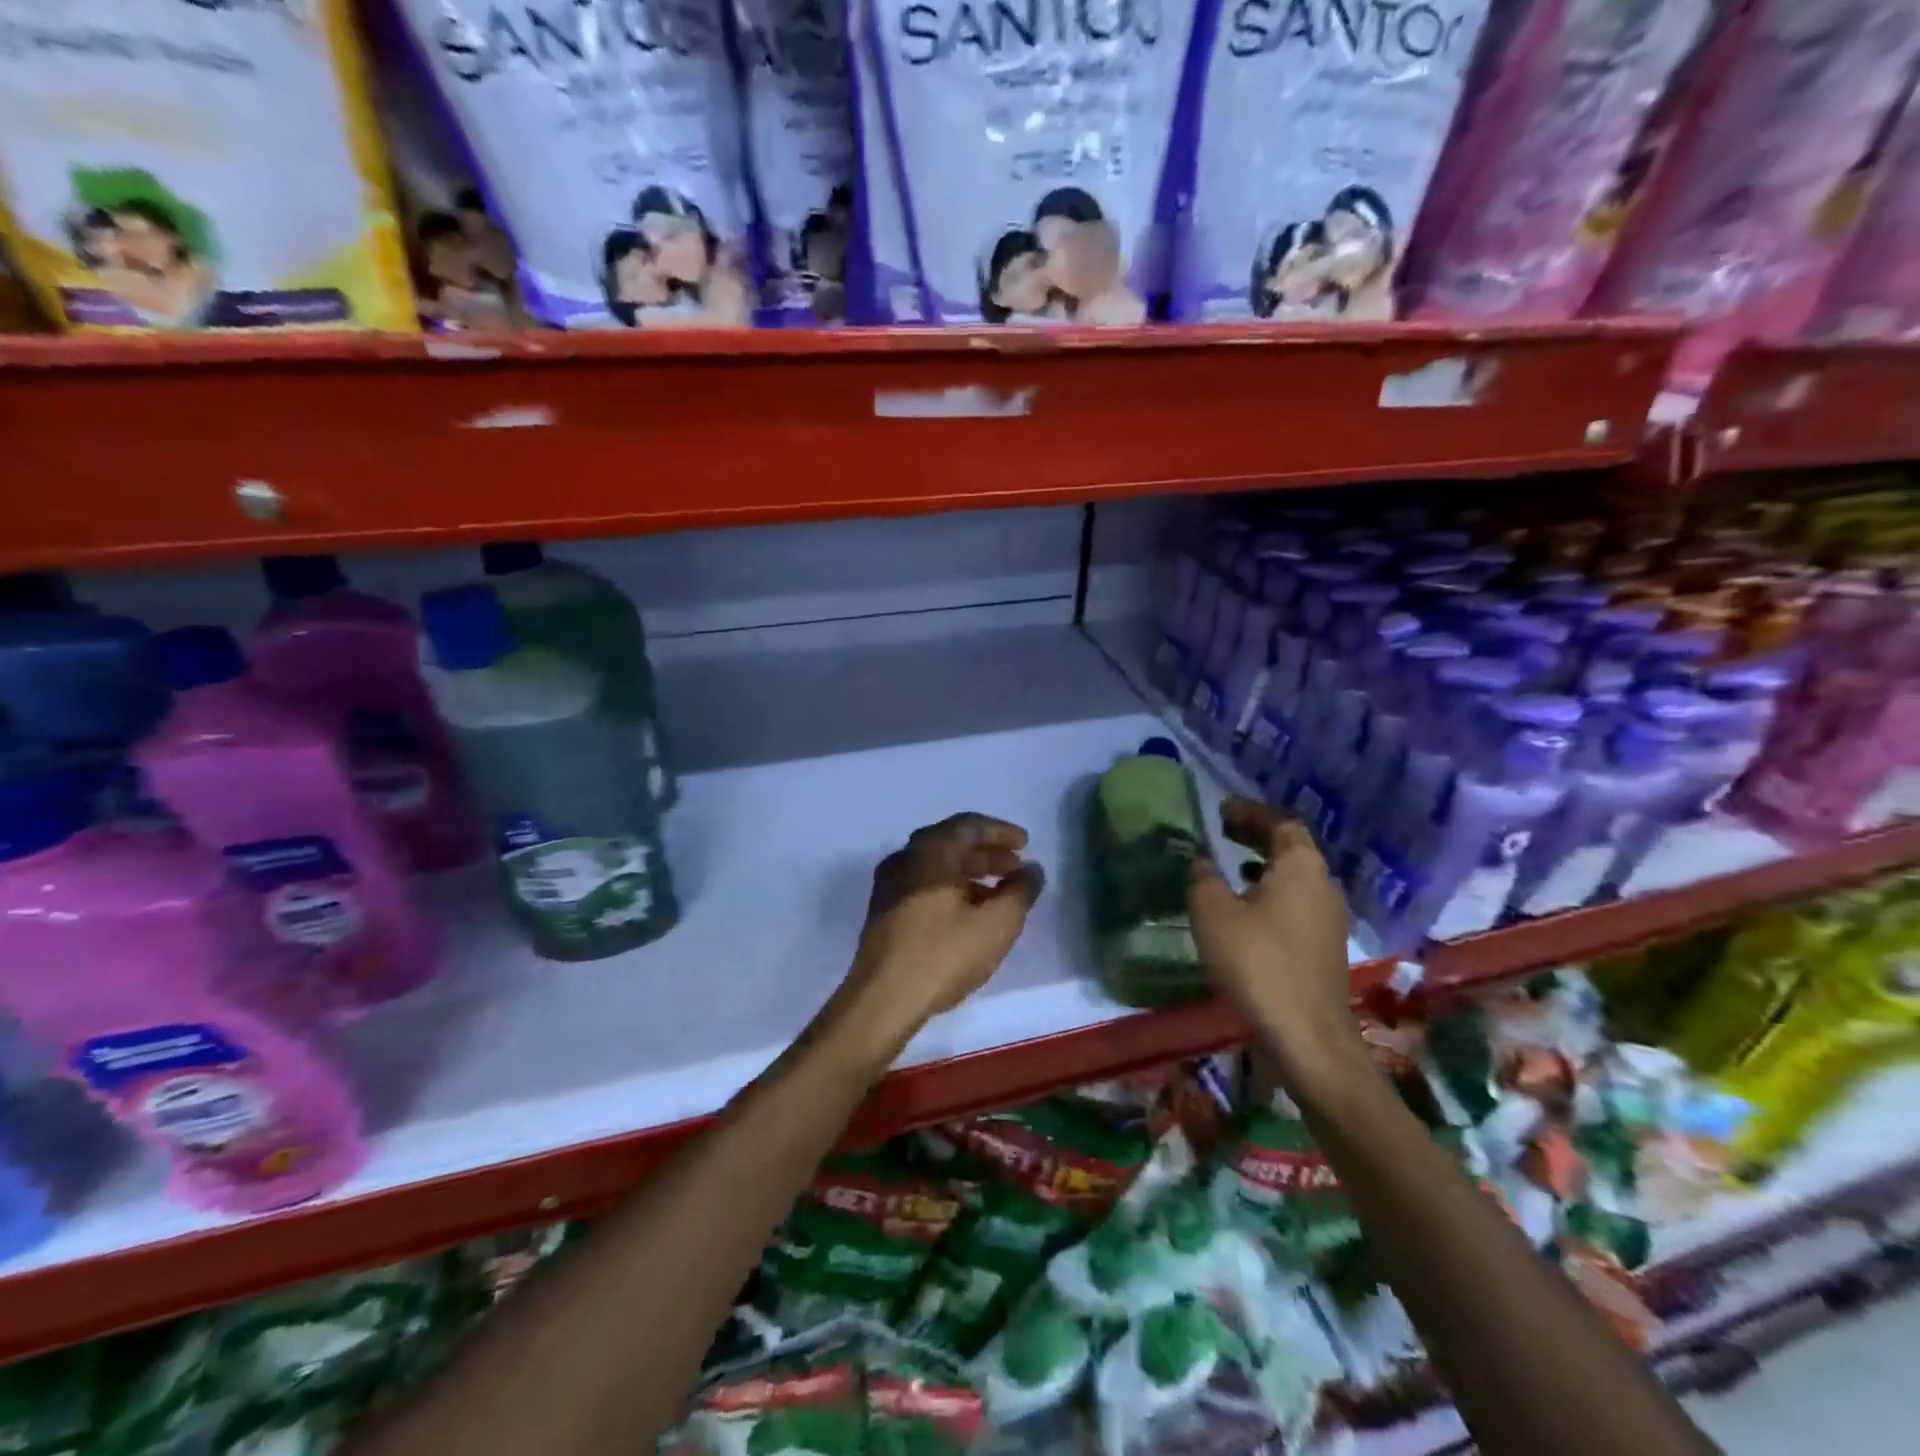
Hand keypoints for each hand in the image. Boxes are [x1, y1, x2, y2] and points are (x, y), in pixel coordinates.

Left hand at [822, 813, 1044, 1073]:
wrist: (882, 999)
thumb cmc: (943, 954)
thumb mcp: (997, 924)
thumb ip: (1020, 892)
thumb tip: (1032, 870)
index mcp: (930, 850)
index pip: (969, 825)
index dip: (1001, 832)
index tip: (1026, 844)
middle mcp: (905, 858)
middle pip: (952, 844)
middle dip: (987, 854)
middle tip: (1016, 868)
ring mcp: (889, 885)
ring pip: (937, 867)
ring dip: (970, 874)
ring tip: (999, 895)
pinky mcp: (883, 911)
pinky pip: (923, 886)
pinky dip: (951, 890)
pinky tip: (969, 915)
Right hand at [1186, 797, 1363, 1085]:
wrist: (1306, 1034)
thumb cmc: (1257, 962)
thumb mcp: (1213, 912)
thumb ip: (1203, 877)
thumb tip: (1201, 861)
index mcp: (1301, 866)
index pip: (1280, 822)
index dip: (1251, 812)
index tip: (1222, 809)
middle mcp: (1323, 885)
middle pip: (1291, 847)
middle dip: (1257, 835)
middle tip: (1223, 830)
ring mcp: (1329, 917)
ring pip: (1294, 876)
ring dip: (1263, 864)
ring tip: (1230, 865)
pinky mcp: (1324, 946)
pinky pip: (1296, 902)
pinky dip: (1270, 892)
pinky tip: (1246, 910)